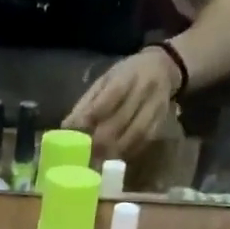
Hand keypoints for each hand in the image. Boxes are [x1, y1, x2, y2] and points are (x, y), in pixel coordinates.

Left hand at [63, 47, 180, 158]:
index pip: (111, 96)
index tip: (78, 133)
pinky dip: (128, 152)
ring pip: (137, 133)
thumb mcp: (105, 80)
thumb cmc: (126, 75)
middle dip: (102, 140)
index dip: (93, 115)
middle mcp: (144, 89)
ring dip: (116, 150)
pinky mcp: (161, 120)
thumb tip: (66, 128)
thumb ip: (87, 103)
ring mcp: (156, 106)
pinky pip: (145, 140)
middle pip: (123, 118)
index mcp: (127, 75)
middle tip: (86, 155)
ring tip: (99, 162)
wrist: (163, 66)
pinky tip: (115, 159)